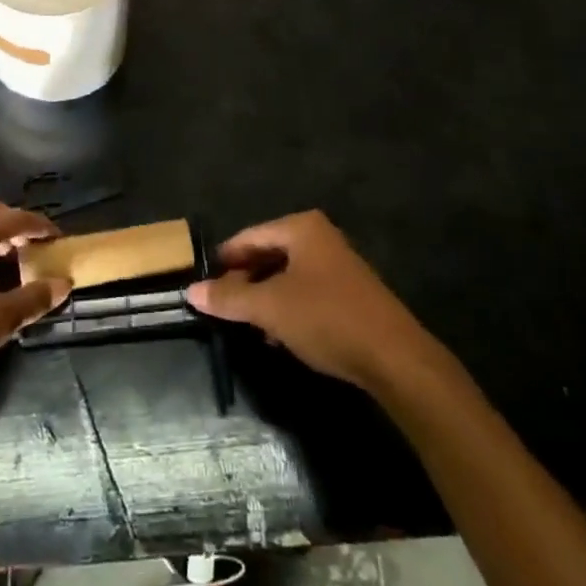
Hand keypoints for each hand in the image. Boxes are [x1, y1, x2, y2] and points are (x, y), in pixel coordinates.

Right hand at [184, 211, 433, 390]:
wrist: (394, 358)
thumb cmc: (326, 318)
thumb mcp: (270, 307)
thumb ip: (230, 297)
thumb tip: (191, 291)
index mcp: (301, 228)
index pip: (249, 236)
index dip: (224, 260)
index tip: (203, 283)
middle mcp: (320, 238)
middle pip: (268, 254)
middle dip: (245, 280)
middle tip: (222, 305)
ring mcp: (337, 265)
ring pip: (286, 276)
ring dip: (265, 298)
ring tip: (245, 324)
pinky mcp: (349, 294)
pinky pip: (305, 293)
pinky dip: (287, 309)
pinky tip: (277, 336)